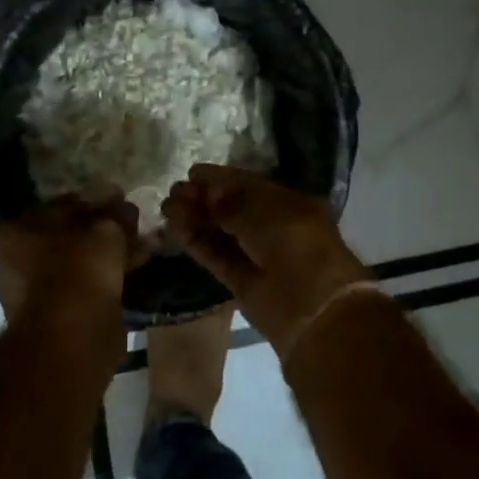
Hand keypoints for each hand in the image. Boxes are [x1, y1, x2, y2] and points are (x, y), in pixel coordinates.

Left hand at [0, 196, 137, 323]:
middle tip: (134, 226)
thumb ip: (114, 213)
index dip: (95, 201)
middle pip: (69, 235)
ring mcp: (33, 292)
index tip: (121, 201)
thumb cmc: (79, 269)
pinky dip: (107, 278)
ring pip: (79, 263)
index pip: (61, 205)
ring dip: (108, 255)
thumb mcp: (105, 229)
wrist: (72, 336)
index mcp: (18, 230)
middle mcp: (17, 260)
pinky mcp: (54, 318)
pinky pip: (84, 287)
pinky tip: (134, 271)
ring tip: (142, 248)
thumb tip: (123, 205)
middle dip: (103, 230)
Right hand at [162, 165, 372, 354]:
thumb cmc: (295, 242)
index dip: (221, 179)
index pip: (249, 186)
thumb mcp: (264, 211)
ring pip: (221, 232)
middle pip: (231, 209)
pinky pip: (216, 256)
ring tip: (166, 207)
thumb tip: (205, 192)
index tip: (193, 172)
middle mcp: (273, 227)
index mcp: (288, 204)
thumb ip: (231, 202)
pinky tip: (175, 227)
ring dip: (195, 218)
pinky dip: (197, 242)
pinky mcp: (241, 281)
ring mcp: (257, 255)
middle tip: (173, 191)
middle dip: (203, 198)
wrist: (312, 306)